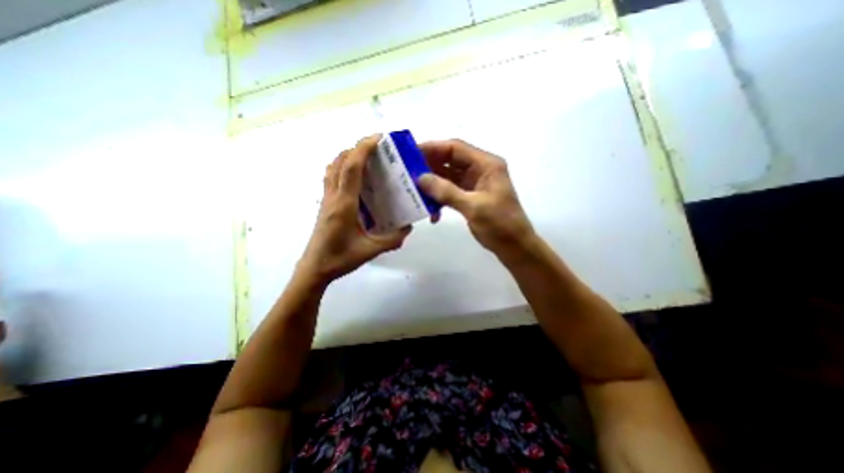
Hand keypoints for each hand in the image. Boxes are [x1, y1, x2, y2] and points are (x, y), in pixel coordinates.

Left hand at [300, 136, 412, 282]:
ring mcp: (326, 199)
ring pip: (333, 167)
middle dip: (357, 148)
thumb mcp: (371, 250)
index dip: (363, 149)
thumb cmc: (341, 258)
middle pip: (340, 162)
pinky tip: (355, 177)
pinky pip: (331, 177)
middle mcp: (333, 196)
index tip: (378, 138)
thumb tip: (408, 227)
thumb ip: (393, 239)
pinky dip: (342, 168)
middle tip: (377, 147)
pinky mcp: (325, 204)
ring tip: (366, 157)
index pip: (352, 168)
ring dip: (348, 156)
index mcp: (344, 204)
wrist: (315, 268)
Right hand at [419, 141, 536, 258]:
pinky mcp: (470, 197)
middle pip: (450, 161)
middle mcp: (480, 169)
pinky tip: (432, 212)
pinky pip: (450, 191)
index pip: (455, 148)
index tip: (411, 154)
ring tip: (415, 192)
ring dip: (433, 185)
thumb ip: (447, 192)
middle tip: (407, 173)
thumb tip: (420, 178)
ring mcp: (474, 184)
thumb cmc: (500, 225)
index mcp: (486, 165)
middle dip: (429, 167)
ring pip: (448, 177)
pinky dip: (440, 199)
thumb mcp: (474, 207)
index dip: (433, 148)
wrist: (514, 246)